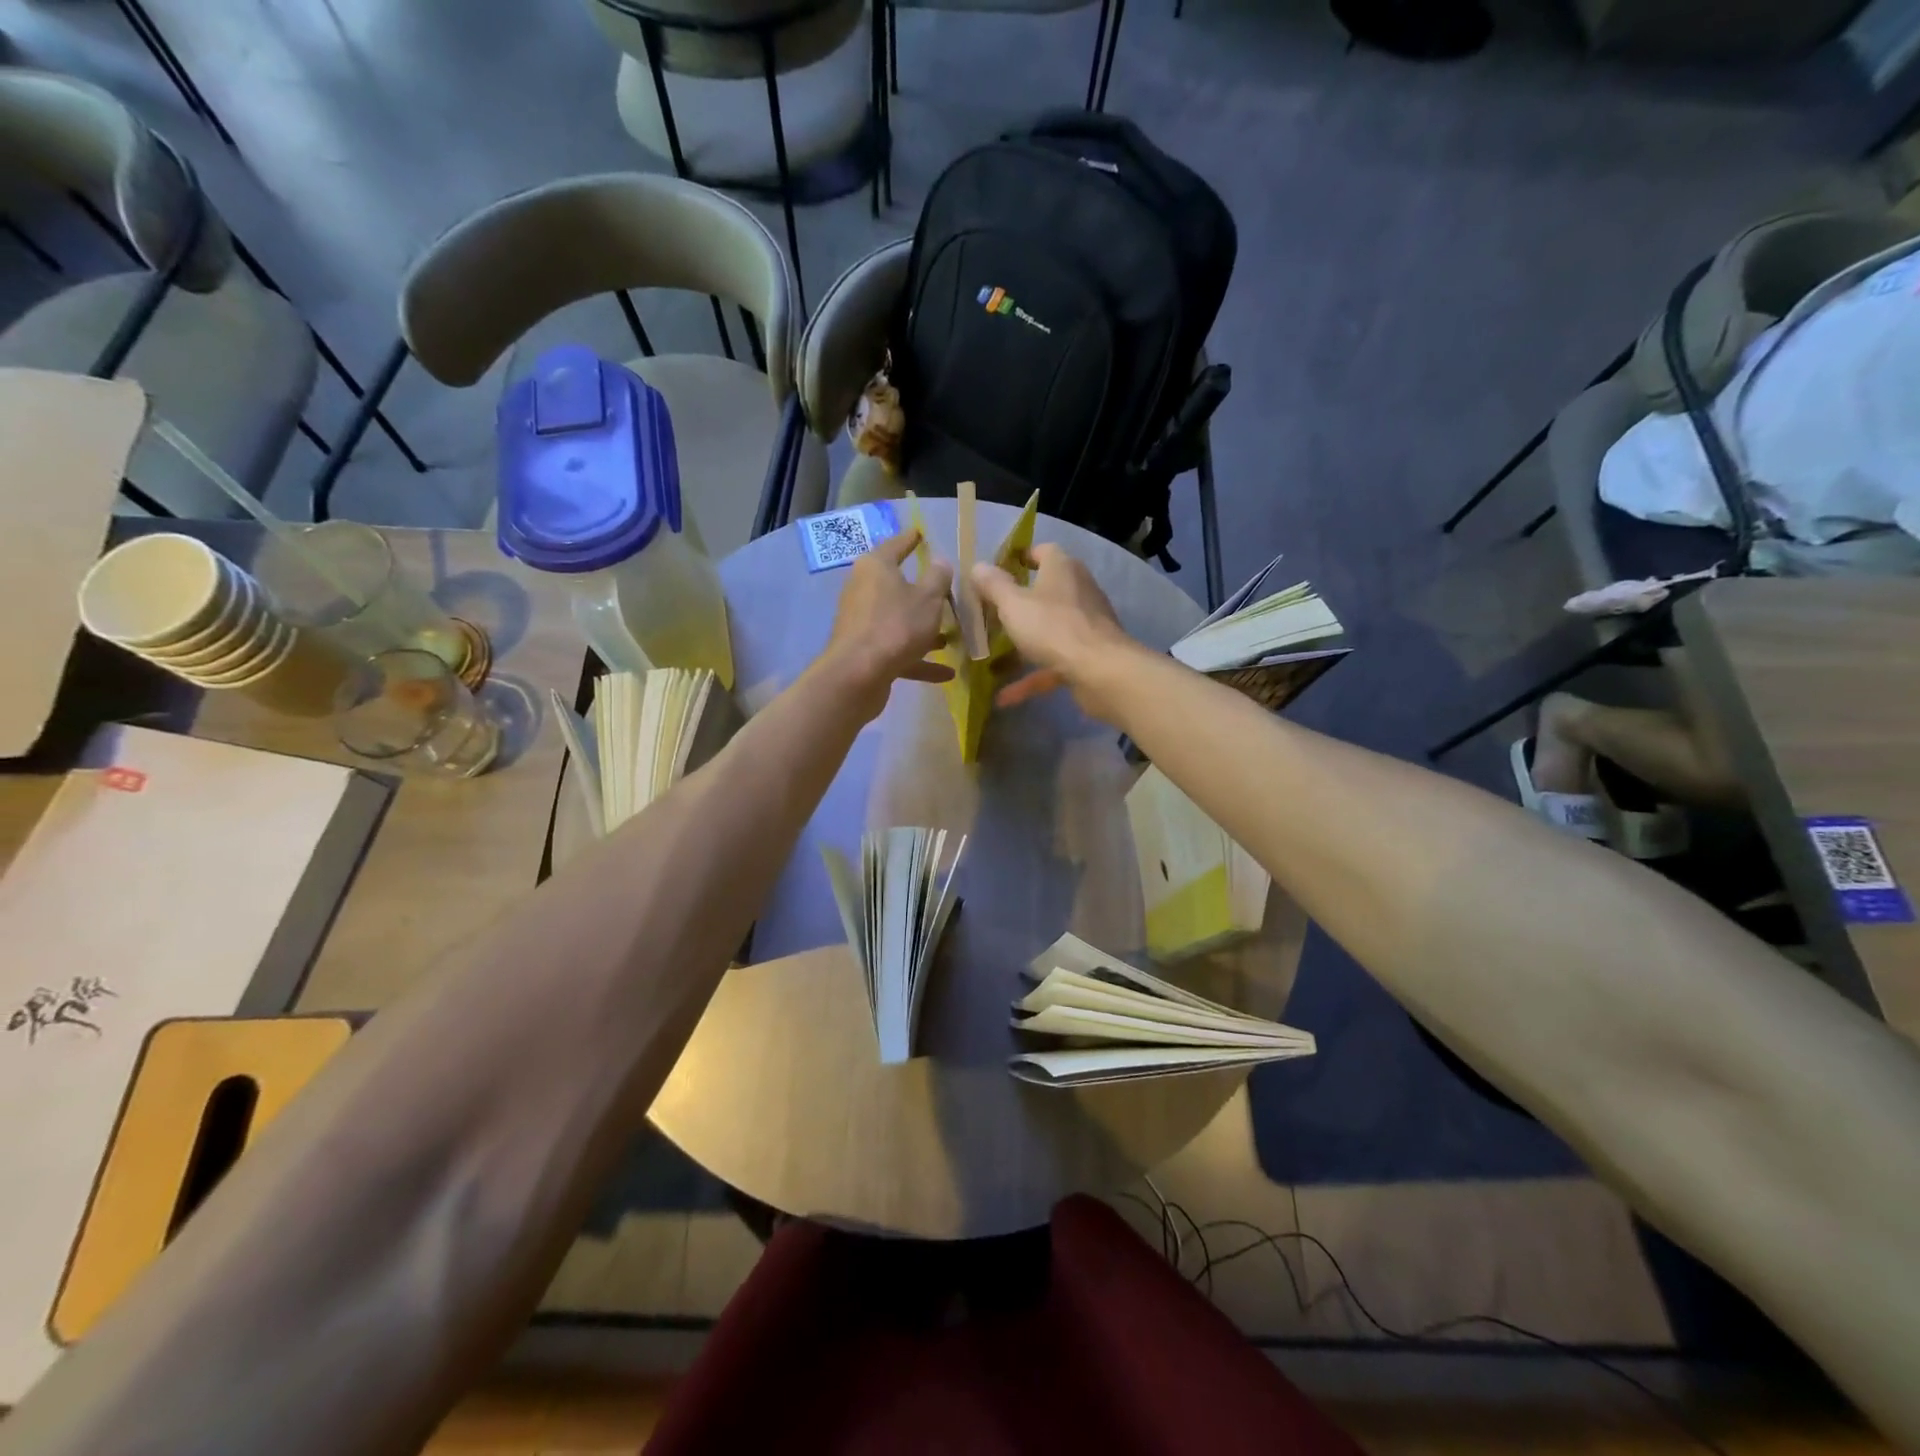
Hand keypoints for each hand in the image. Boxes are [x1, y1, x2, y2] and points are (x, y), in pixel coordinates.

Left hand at [822, 528, 954, 719]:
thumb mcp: (929, 598)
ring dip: (924, 629)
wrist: (859, 675)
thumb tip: (940, 561)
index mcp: (876, 567)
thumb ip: (938, 578)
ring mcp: (862, 622)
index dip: (911, 539)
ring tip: (952, 637)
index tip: (922, 533)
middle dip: (923, 592)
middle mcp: (864, 590)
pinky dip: (919, 659)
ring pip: (899, 620)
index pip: (896, 545)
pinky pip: (898, 649)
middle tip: (948, 591)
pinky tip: (947, 673)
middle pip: (897, 586)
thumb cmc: (896, 625)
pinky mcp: (865, 651)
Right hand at [970, 544, 1135, 722]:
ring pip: (1048, 630)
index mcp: (1062, 569)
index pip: (1043, 551)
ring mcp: (1085, 625)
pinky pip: (1053, 663)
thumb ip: (993, 585)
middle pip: (1045, 591)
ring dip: (1023, 643)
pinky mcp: (1088, 656)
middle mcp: (1078, 591)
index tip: (997, 572)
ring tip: (993, 657)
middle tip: (989, 615)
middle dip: (1018, 604)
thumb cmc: (1053, 627)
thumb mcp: (1013, 604)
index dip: (1020, 557)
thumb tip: (977, 566)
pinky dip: (1031, 677)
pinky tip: (1004, 697)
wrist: (1101, 672)